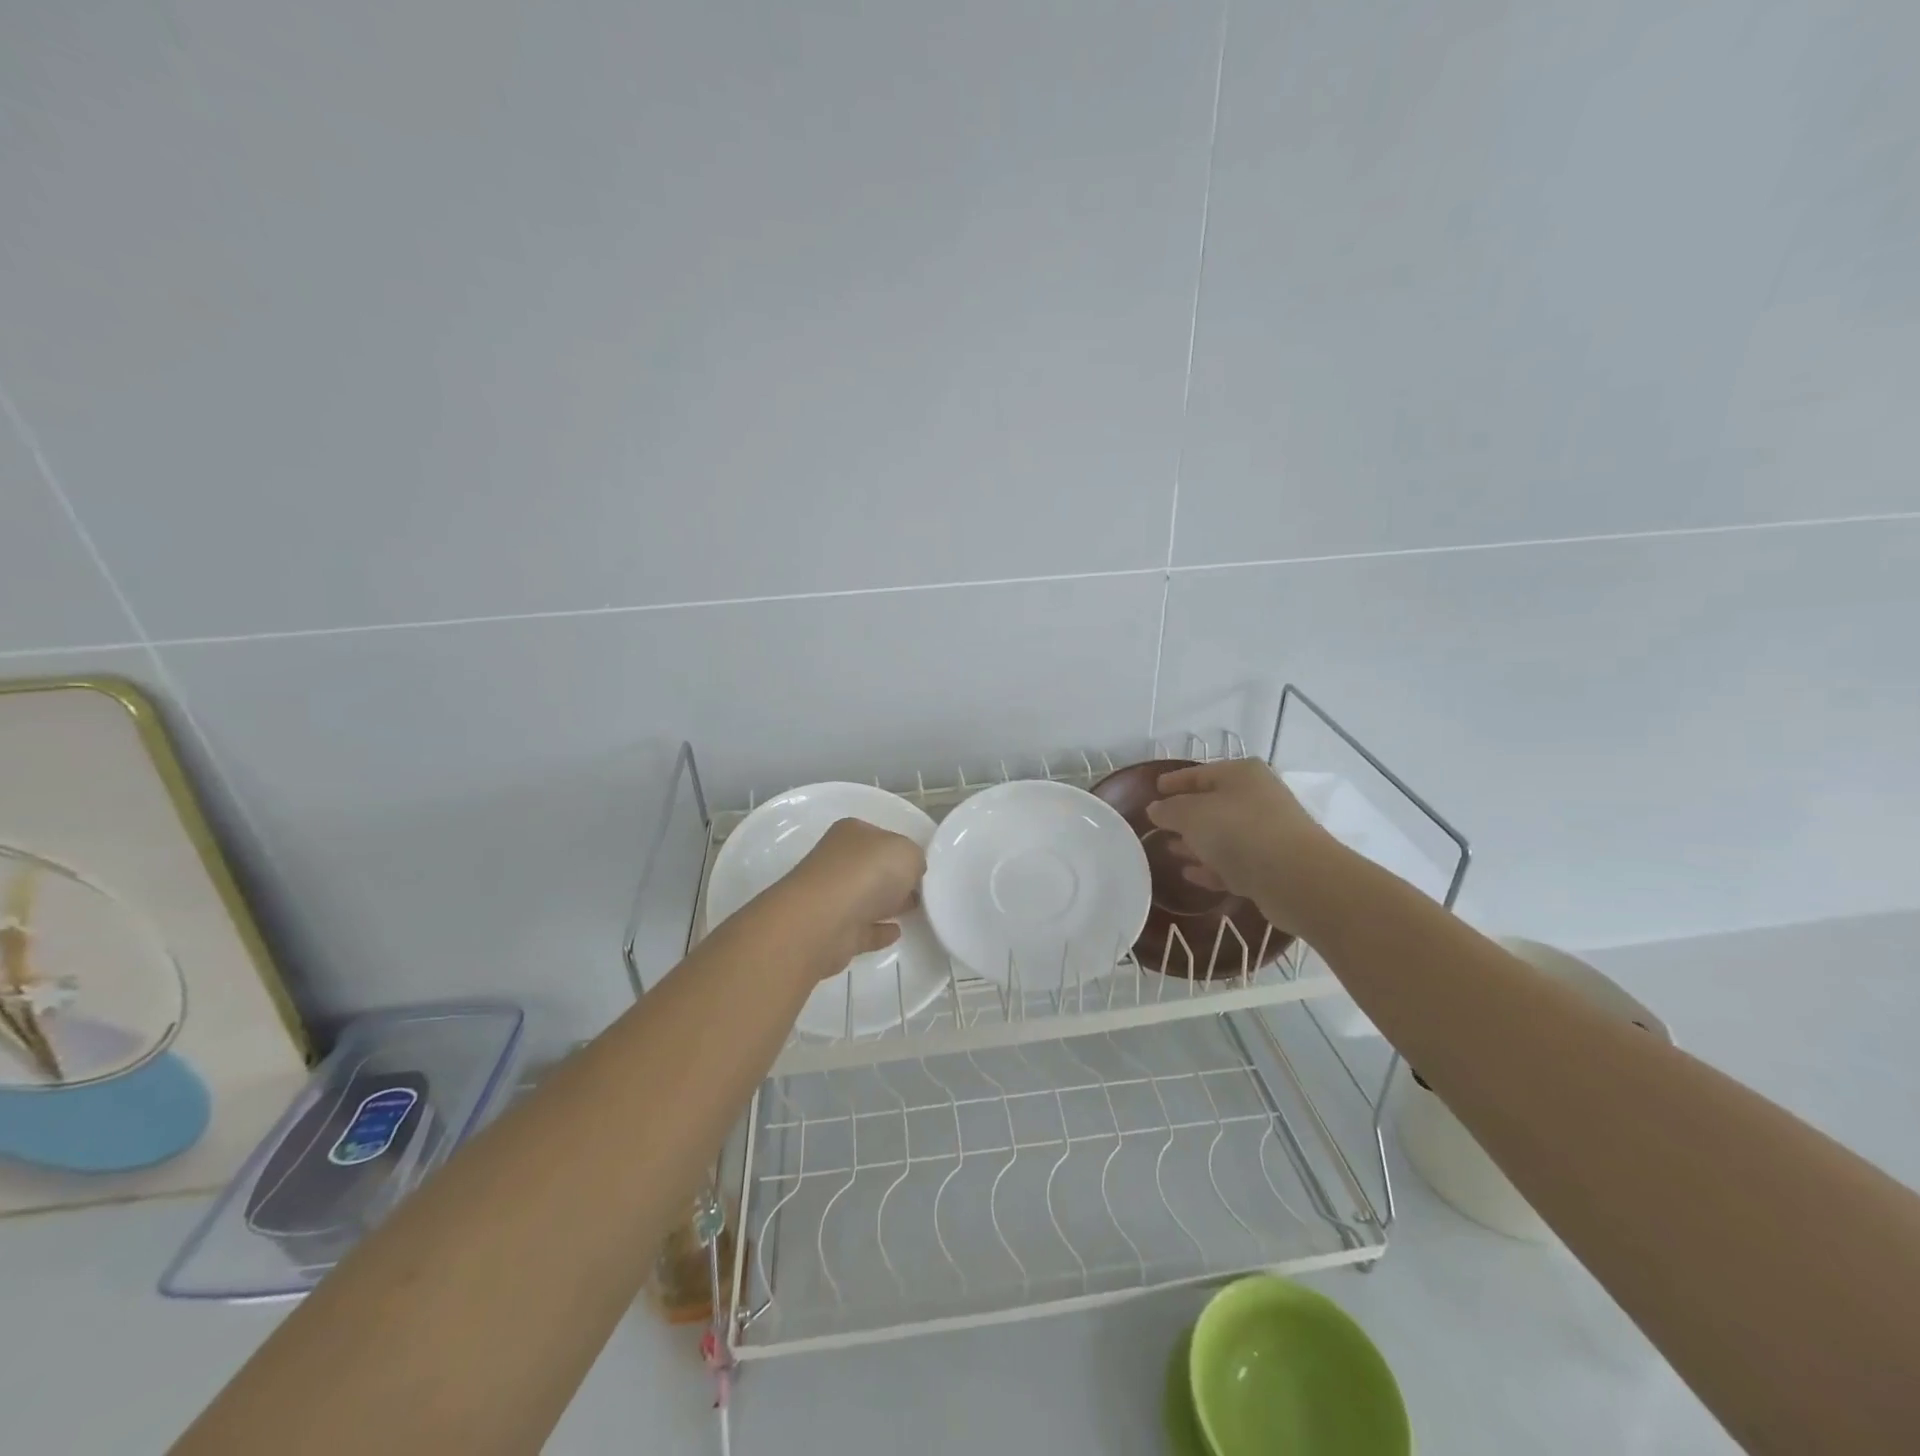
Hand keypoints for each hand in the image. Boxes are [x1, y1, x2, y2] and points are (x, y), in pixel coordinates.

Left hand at [786, 818, 926, 968]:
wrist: (824, 921)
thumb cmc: (868, 873)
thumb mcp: (908, 852)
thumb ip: (915, 858)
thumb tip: (912, 871)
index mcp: (851, 833)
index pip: (881, 837)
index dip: (901, 849)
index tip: (921, 865)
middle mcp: (837, 861)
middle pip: (872, 868)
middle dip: (894, 877)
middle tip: (922, 888)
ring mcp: (832, 898)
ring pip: (866, 899)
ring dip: (886, 903)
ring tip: (915, 908)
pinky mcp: (833, 932)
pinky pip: (862, 929)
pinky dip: (877, 931)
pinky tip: (896, 932)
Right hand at [1145, 760, 1331, 933]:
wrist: (1295, 877)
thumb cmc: (1238, 831)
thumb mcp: (1191, 815)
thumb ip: (1169, 810)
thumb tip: (1156, 809)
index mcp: (1241, 774)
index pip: (1200, 773)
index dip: (1175, 781)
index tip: (1154, 789)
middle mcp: (1258, 798)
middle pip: (1213, 803)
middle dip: (1185, 815)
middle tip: (1159, 824)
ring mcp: (1267, 832)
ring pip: (1223, 835)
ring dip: (1197, 843)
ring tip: (1170, 850)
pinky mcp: (1271, 866)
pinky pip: (1233, 862)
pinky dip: (1212, 866)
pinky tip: (1190, 874)